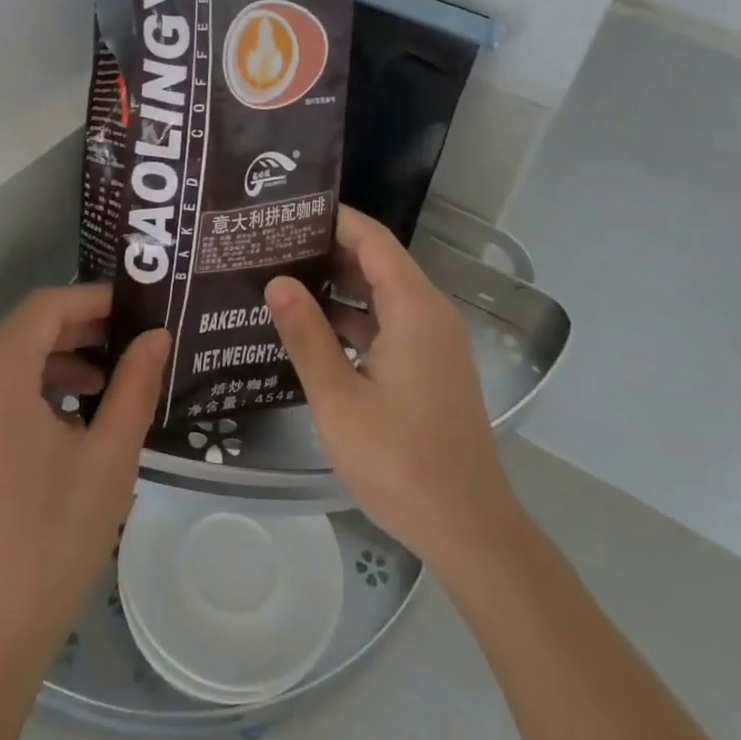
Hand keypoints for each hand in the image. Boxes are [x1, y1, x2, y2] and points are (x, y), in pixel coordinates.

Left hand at [0, 284, 168, 682]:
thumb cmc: (46, 546)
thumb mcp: (107, 460)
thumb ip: (134, 385)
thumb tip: (155, 335)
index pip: (46, 306)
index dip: (94, 300)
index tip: (136, 310)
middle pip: (22, 334)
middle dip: (78, 335)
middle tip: (129, 350)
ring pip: (1, 366)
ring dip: (52, 368)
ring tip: (101, 393)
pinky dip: (22, 396)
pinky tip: (58, 428)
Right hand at [265, 207, 516, 575]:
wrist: (469, 529)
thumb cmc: (400, 462)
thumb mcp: (339, 398)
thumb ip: (306, 335)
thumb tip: (276, 281)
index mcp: (414, 308)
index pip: (371, 238)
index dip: (332, 218)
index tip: (286, 210)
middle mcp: (429, 313)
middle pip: (376, 261)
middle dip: (326, 249)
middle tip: (271, 243)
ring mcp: (433, 341)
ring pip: (381, 294)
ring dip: (337, 285)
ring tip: (281, 277)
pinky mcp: (430, 366)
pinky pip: (388, 323)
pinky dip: (353, 317)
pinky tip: (311, 328)